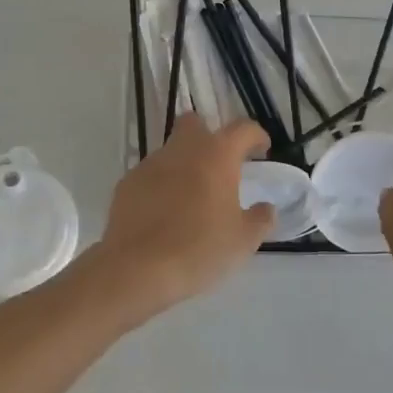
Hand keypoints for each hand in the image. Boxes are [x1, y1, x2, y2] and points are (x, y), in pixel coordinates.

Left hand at [98, 114, 273, 310]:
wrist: (138, 268)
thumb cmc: (200, 249)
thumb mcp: (243, 241)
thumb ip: (260, 219)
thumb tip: (266, 208)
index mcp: (217, 155)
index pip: (243, 129)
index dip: (256, 136)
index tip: (262, 151)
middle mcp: (182, 149)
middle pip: (196, 124)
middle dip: (209, 135)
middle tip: (220, 165)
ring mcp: (150, 164)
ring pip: (171, 150)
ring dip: (184, 163)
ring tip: (191, 197)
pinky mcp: (127, 183)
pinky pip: (150, 175)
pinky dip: (161, 185)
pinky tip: (164, 213)